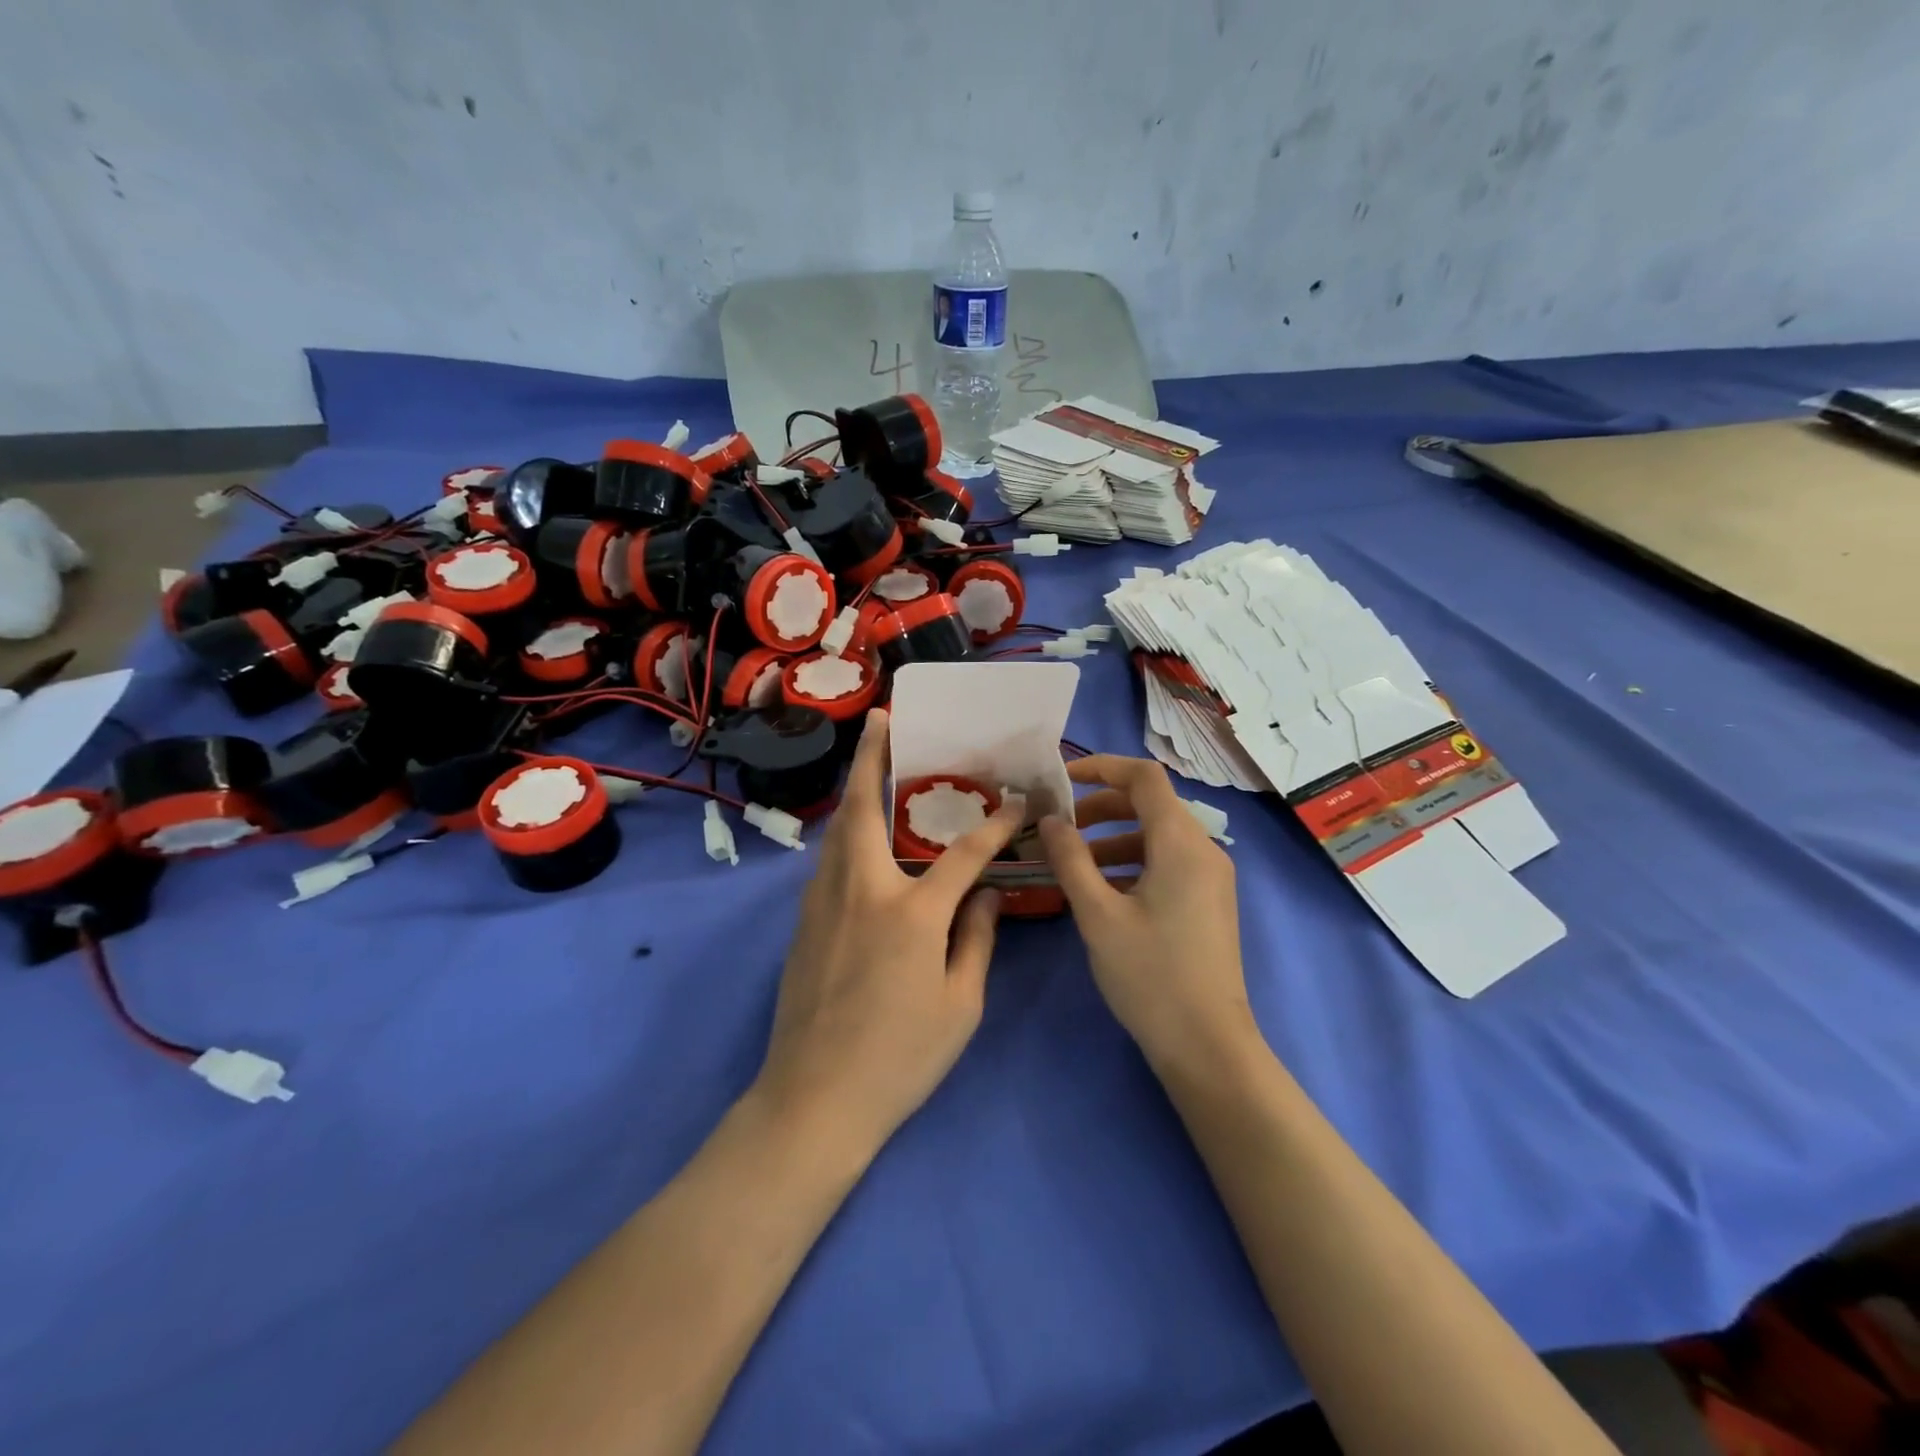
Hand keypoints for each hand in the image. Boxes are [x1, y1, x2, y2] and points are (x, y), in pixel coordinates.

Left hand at [754, 708, 1022, 1155]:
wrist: (813, 1100)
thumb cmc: (899, 1059)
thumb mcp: (959, 1007)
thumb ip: (978, 940)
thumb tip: (989, 896)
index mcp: (911, 914)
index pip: (964, 854)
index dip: (996, 825)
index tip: (1019, 803)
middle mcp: (863, 892)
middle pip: (865, 808)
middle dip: (872, 757)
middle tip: (882, 720)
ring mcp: (825, 904)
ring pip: (839, 830)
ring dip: (855, 790)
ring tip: (872, 764)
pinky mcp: (803, 922)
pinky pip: (830, 861)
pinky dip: (846, 832)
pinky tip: (860, 837)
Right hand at [1038, 756, 1254, 1072]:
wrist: (1207, 1045)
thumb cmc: (1150, 975)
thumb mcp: (1098, 914)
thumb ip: (1070, 859)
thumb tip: (1050, 820)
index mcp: (1181, 843)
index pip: (1144, 777)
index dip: (1102, 767)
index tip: (1061, 780)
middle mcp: (1203, 850)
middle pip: (1151, 804)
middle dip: (1101, 807)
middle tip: (1059, 827)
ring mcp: (1210, 877)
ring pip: (1157, 836)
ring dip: (1112, 837)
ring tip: (1070, 862)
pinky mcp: (1208, 902)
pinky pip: (1167, 863)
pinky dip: (1131, 862)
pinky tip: (1100, 890)